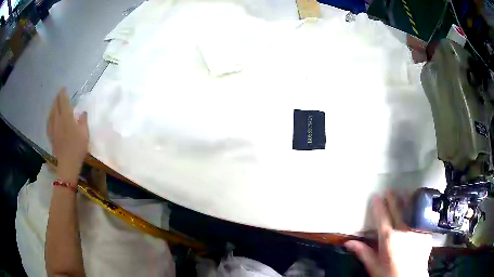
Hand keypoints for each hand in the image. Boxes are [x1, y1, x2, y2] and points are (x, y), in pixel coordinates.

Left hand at [47, 88, 88, 182]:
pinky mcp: (51, 136)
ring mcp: (53, 129)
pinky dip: (49, 117)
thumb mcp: (85, 134)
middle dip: (57, 98)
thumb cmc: (77, 148)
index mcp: (66, 117)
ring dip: (52, 106)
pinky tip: (50, 118)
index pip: (63, 101)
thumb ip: (83, 121)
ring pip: (51, 113)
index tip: (63, 88)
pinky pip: (48, 123)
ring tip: (54, 103)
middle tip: (59, 94)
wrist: (67, 164)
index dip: (63, 93)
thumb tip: (82, 112)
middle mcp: (58, 120)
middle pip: (55, 106)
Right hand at [345, 192, 431, 276]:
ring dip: (406, 199)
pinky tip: (417, 210)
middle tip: (389, 190)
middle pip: (397, 209)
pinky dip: (417, 211)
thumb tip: (348, 243)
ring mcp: (417, 229)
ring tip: (404, 193)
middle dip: (392, 198)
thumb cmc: (390, 274)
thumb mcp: (374, 267)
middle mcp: (404, 229)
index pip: (382, 216)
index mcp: (389, 238)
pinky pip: (421, 218)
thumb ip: (363, 252)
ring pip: (411, 208)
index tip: (376, 196)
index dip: (378, 205)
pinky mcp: (426, 231)